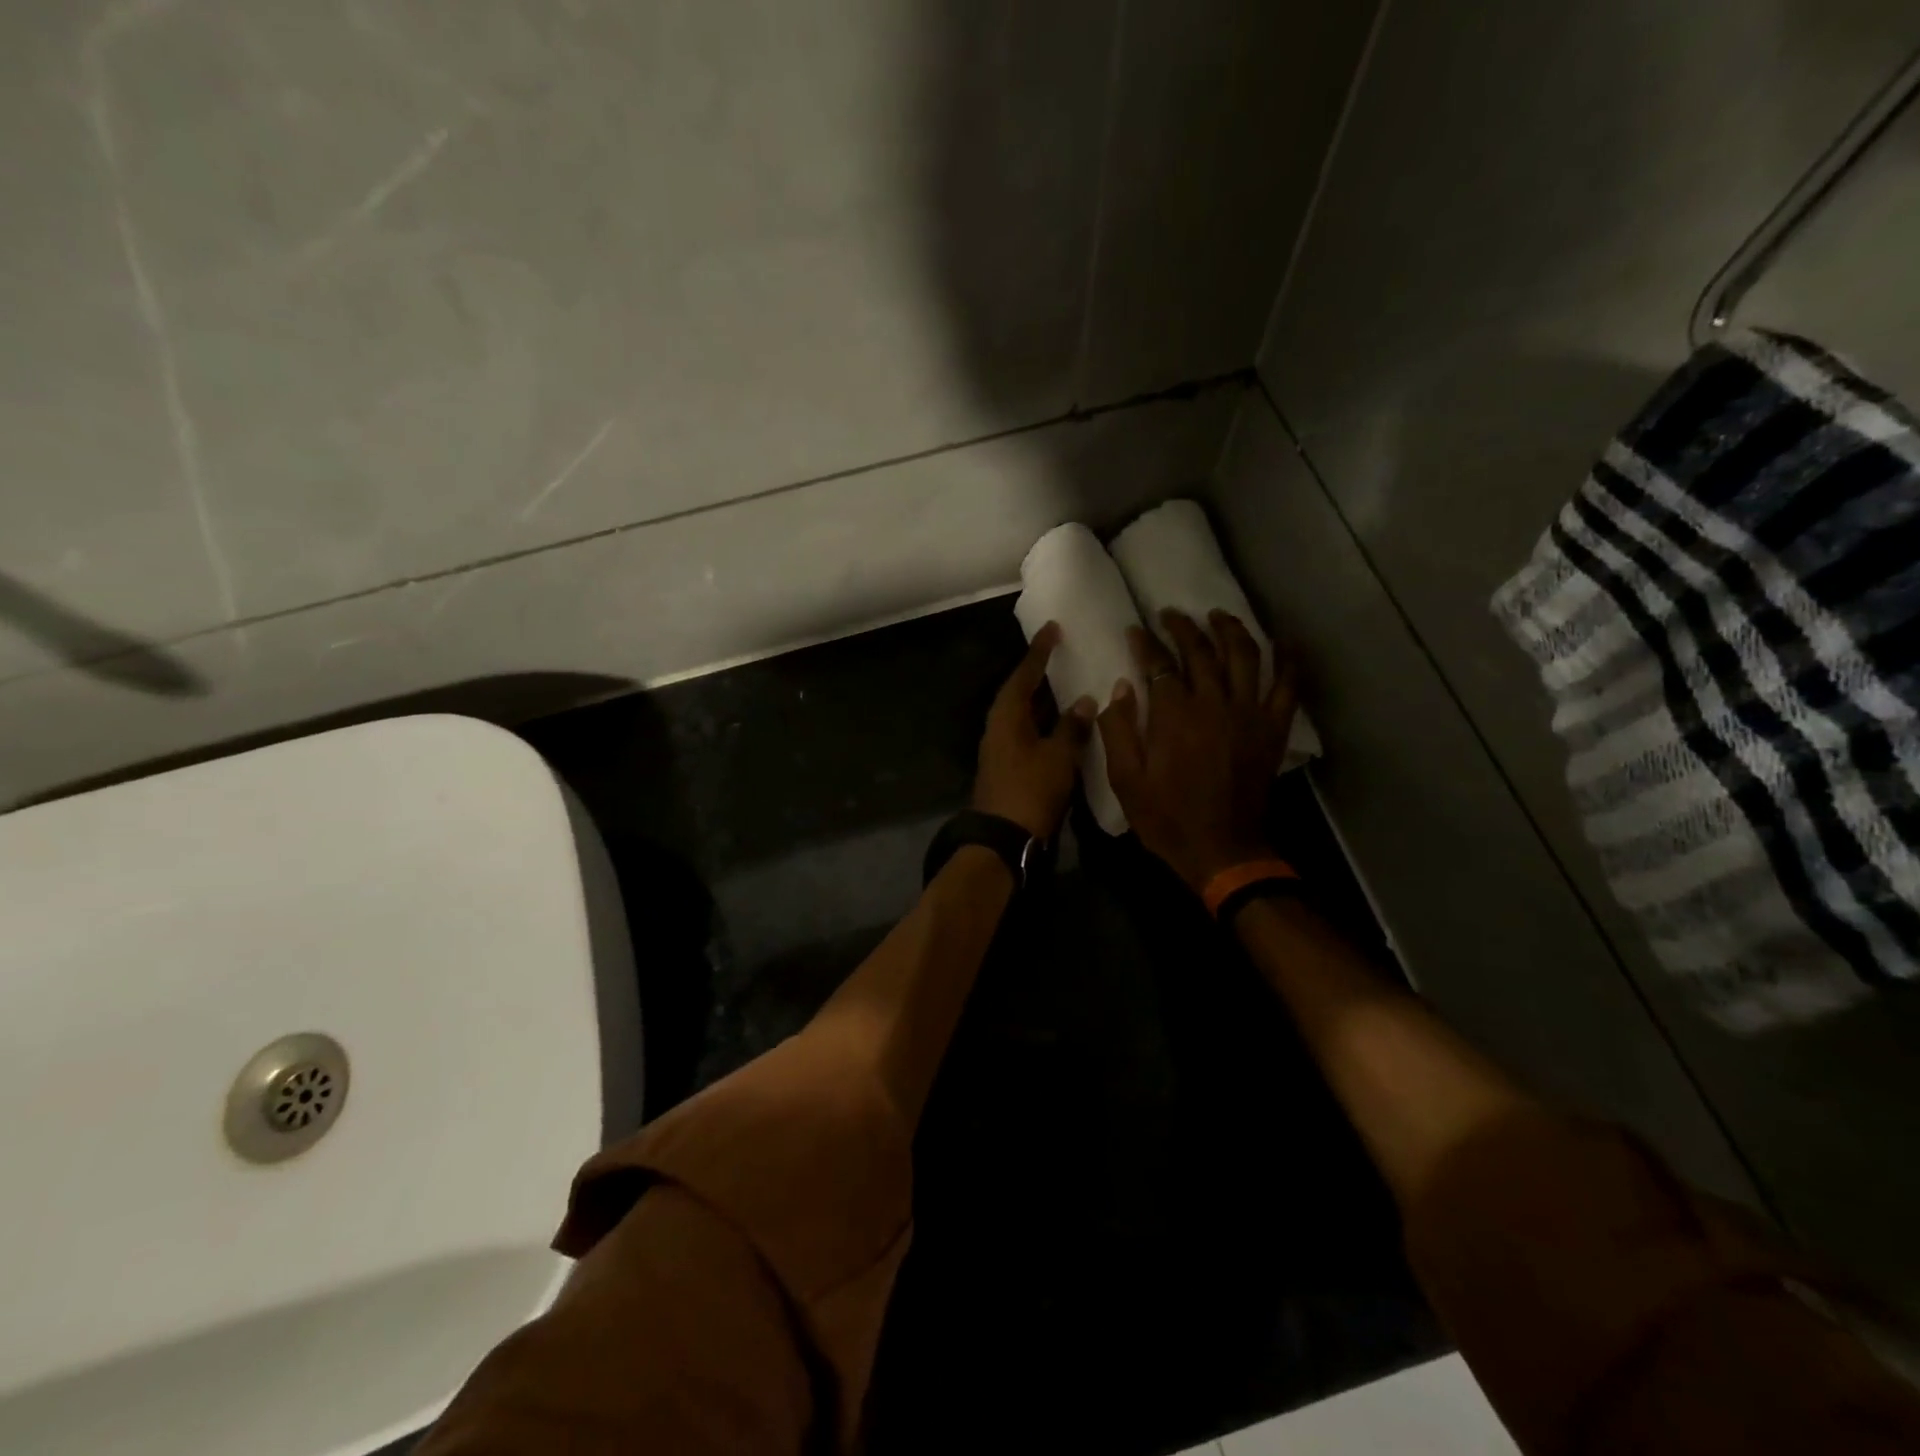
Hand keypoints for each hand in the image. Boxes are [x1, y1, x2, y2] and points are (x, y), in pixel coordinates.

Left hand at [973, 622, 1096, 838]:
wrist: (1003, 839)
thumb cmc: (1030, 790)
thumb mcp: (1058, 756)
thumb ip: (1072, 727)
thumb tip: (1084, 701)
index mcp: (1007, 716)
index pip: (1024, 675)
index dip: (1039, 652)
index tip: (1053, 629)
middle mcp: (1000, 727)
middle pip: (1020, 693)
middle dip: (1040, 675)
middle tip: (1062, 654)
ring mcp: (1002, 749)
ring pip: (1026, 715)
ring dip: (1046, 702)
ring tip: (1070, 684)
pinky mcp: (1009, 767)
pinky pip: (1029, 734)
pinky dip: (1046, 724)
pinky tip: (1066, 725)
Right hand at [1097, 609, 1297, 893]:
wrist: (1221, 850)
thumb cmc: (1166, 817)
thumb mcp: (1125, 780)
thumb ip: (1118, 730)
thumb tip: (1121, 687)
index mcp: (1174, 715)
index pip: (1159, 663)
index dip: (1145, 642)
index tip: (1135, 630)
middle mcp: (1214, 703)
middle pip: (1201, 651)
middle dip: (1183, 627)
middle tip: (1170, 614)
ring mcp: (1249, 714)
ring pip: (1244, 656)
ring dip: (1230, 629)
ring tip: (1218, 615)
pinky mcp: (1272, 729)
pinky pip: (1286, 686)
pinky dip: (1288, 660)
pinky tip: (1283, 641)